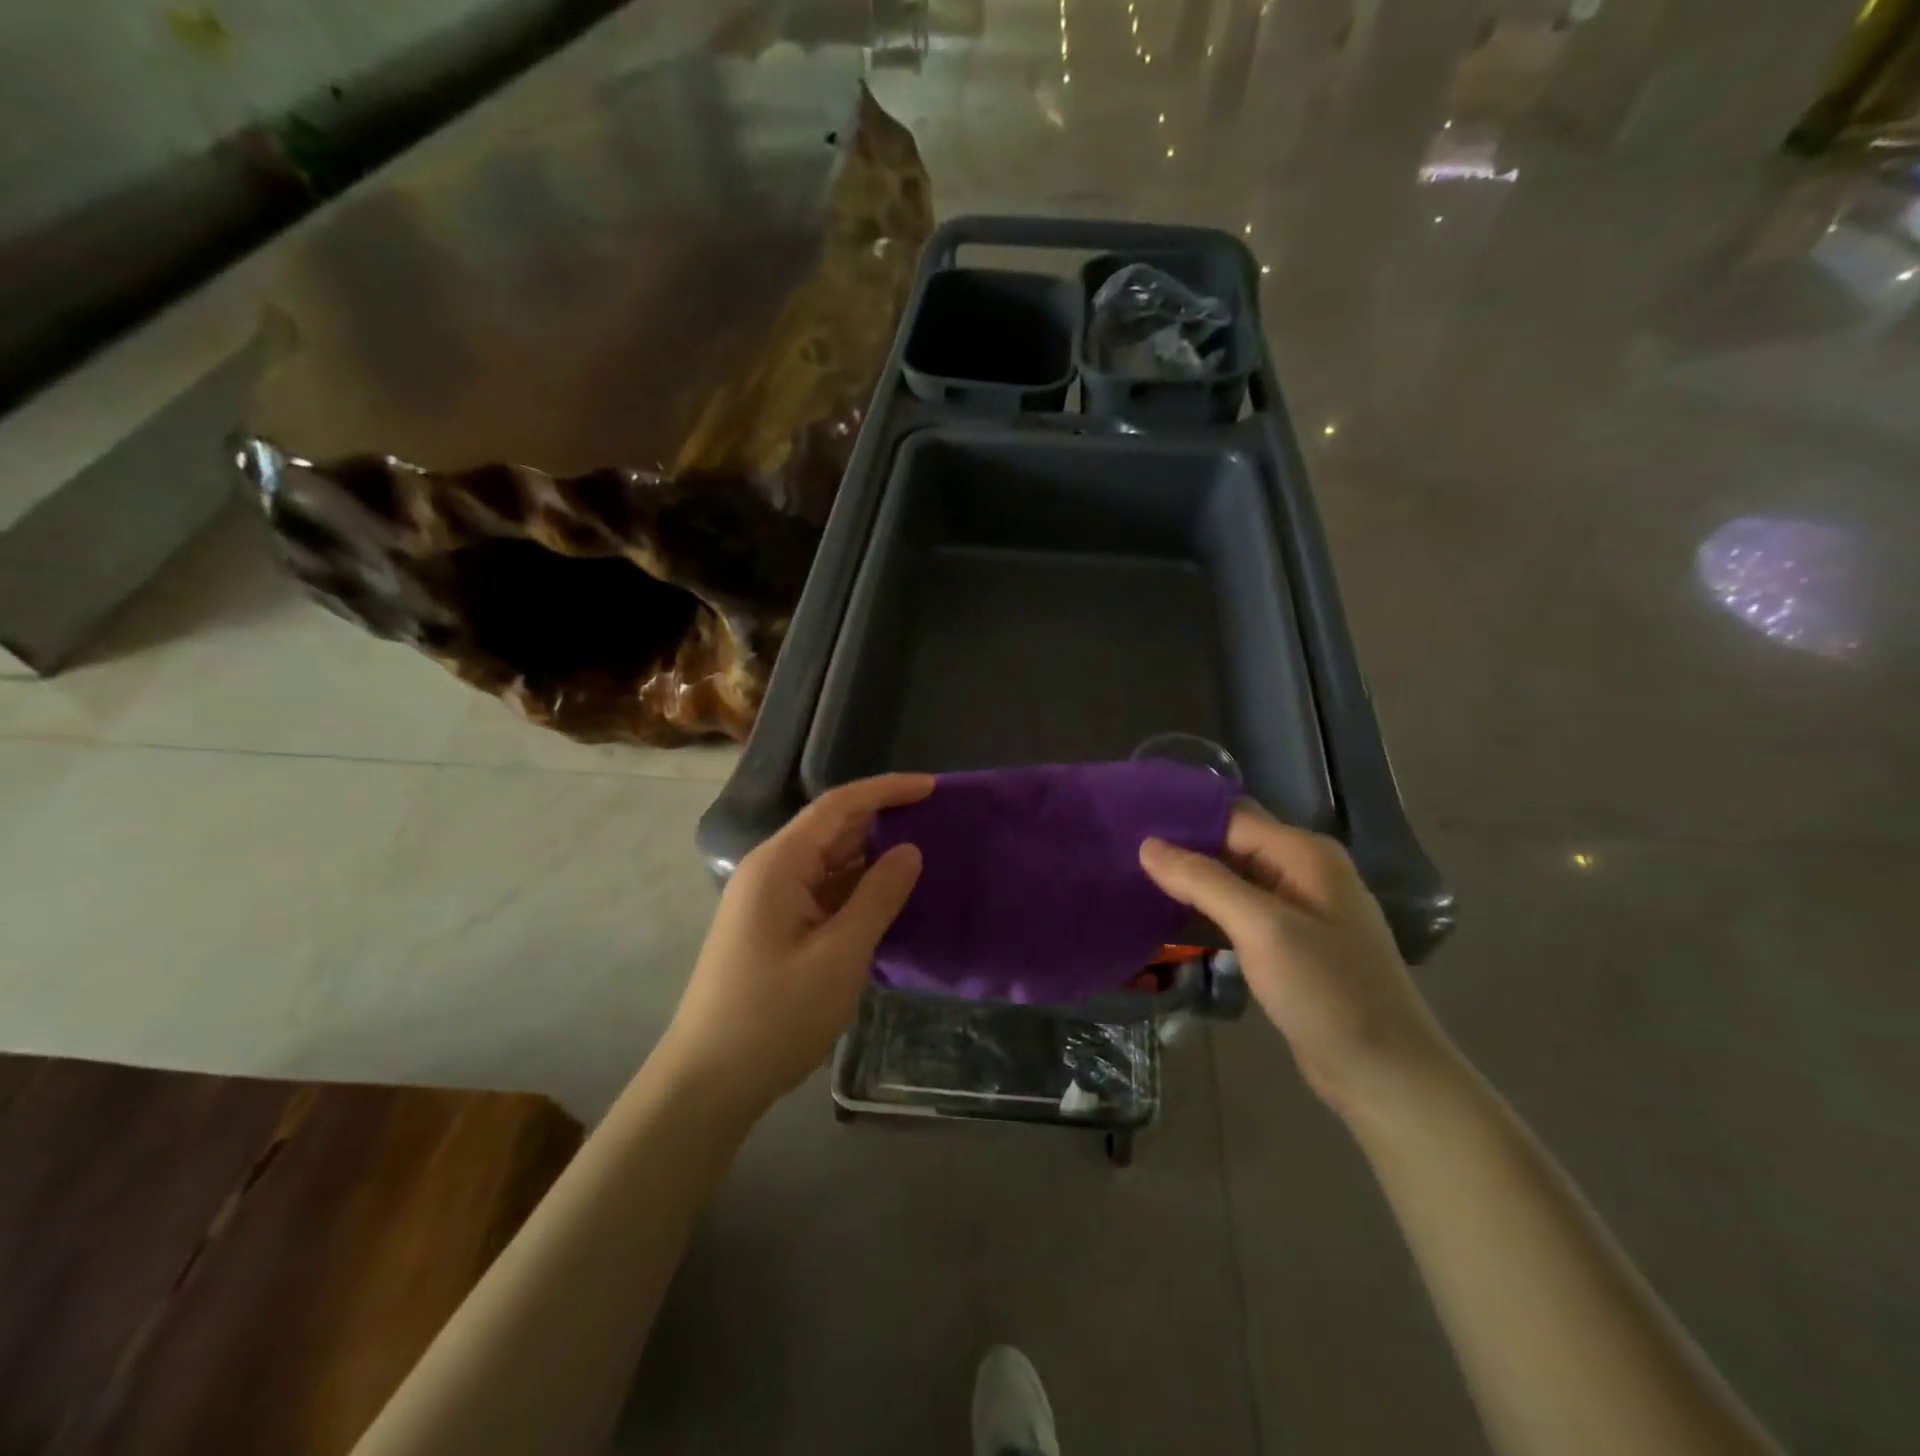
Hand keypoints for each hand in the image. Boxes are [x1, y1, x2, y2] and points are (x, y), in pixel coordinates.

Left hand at [663, 774, 931, 1112]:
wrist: (708, 1081)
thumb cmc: (774, 1016)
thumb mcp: (839, 956)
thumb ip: (878, 897)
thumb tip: (910, 850)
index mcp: (779, 864)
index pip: (838, 806)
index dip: (886, 790)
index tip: (932, 787)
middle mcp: (771, 871)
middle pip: (832, 830)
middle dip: (883, 820)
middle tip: (937, 821)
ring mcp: (770, 901)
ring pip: (829, 864)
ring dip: (872, 858)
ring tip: (925, 855)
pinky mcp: (775, 928)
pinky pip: (823, 893)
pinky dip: (857, 890)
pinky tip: (890, 899)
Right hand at [1140, 806, 1461, 1124]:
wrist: (1385, 1074)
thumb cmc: (1327, 992)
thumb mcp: (1263, 929)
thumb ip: (1204, 881)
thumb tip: (1148, 844)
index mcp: (1305, 854)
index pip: (1231, 817)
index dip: (1183, 819)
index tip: (1129, 822)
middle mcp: (1303, 871)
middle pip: (1232, 843)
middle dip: (1182, 847)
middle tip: (1123, 851)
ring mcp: (1299, 909)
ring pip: (1233, 878)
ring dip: (1191, 879)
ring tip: (1134, 877)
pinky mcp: (1290, 943)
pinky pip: (1240, 911)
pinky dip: (1207, 909)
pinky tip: (1169, 914)